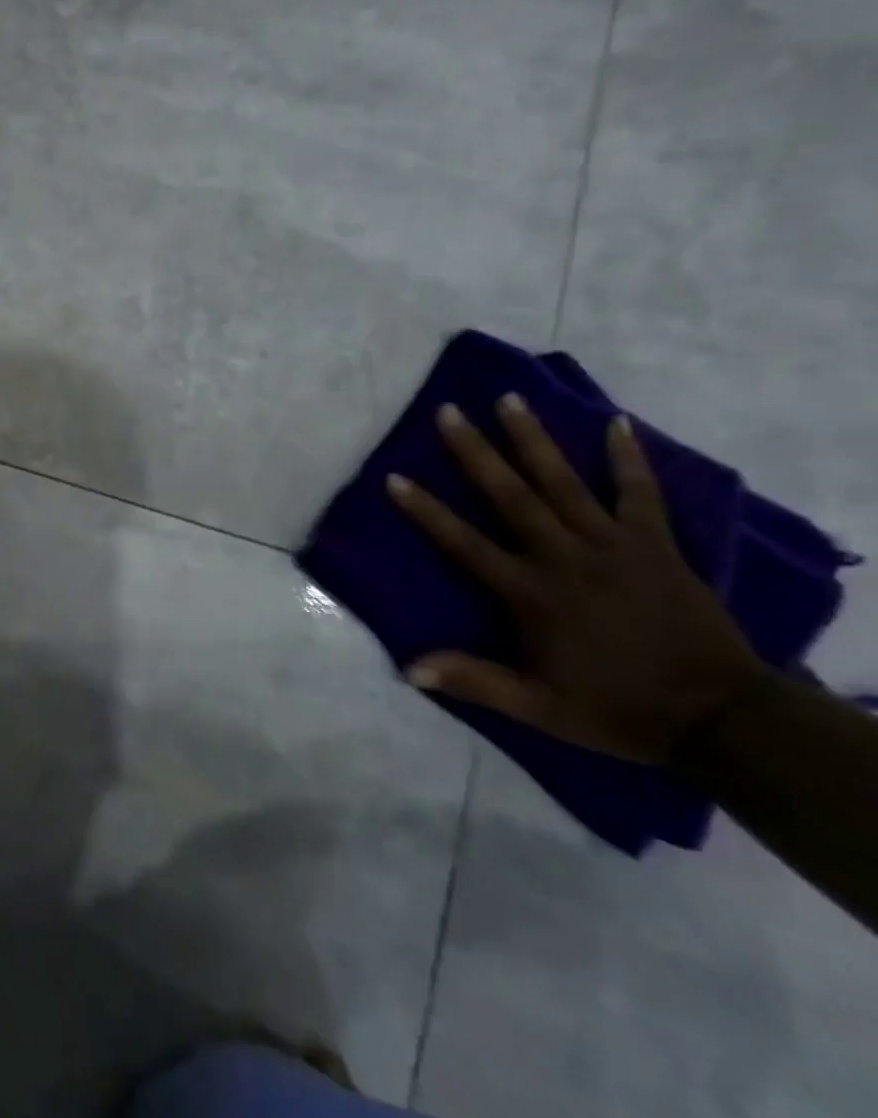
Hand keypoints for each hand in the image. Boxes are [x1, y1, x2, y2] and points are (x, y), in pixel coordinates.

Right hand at [387, 395, 769, 763]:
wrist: (722, 718)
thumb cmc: (616, 708)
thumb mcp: (538, 706)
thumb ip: (474, 681)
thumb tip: (407, 668)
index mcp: (530, 593)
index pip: (465, 543)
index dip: (427, 511)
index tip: (394, 477)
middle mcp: (565, 558)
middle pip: (512, 496)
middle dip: (476, 451)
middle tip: (449, 411)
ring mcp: (614, 547)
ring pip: (565, 483)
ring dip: (534, 439)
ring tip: (510, 399)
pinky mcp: (657, 546)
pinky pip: (641, 494)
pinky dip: (629, 459)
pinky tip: (618, 423)